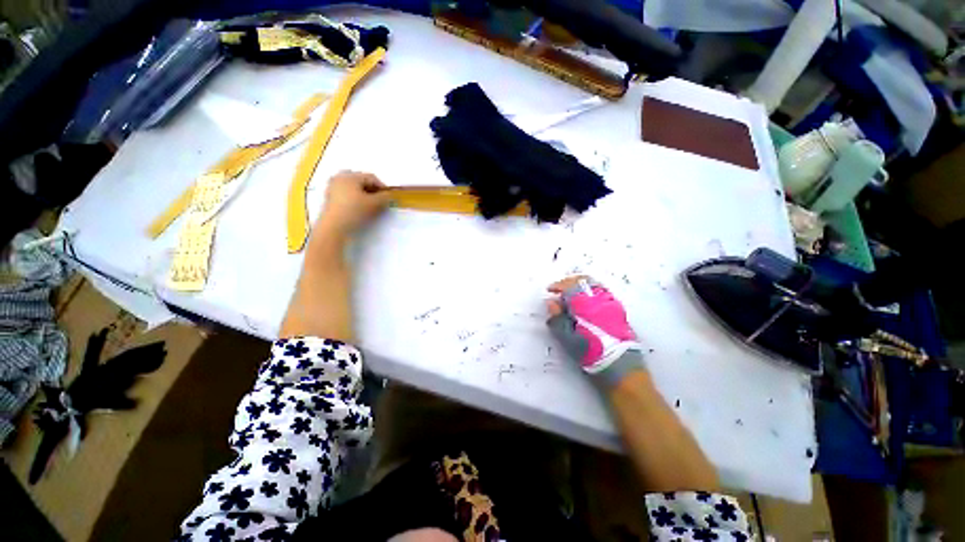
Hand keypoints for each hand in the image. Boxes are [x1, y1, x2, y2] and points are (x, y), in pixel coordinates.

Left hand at [315, 171, 390, 238]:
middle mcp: (340, 177)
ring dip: (363, 193)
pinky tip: (359, 207)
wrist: (334, 226)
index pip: (371, 177)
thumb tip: (389, 195)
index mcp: (350, 176)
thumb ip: (384, 197)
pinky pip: (346, 192)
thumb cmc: (355, 211)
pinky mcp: (329, 197)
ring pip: (353, 186)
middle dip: (372, 189)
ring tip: (370, 204)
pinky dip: (354, 197)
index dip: (382, 186)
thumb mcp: (374, 204)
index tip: (389, 197)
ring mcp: (333, 186)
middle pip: (361, 180)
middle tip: (379, 199)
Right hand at [546, 276, 644, 387]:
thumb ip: (558, 318)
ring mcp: (611, 302)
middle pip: (583, 281)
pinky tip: (584, 299)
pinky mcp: (618, 309)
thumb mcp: (568, 339)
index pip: (570, 286)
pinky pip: (601, 291)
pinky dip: (590, 290)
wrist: (622, 368)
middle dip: (568, 282)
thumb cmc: (592, 354)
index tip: (550, 290)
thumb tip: (551, 302)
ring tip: (570, 293)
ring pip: (593, 284)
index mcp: (586, 305)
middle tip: (559, 289)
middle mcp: (600, 299)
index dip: (558, 285)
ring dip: (580, 285)